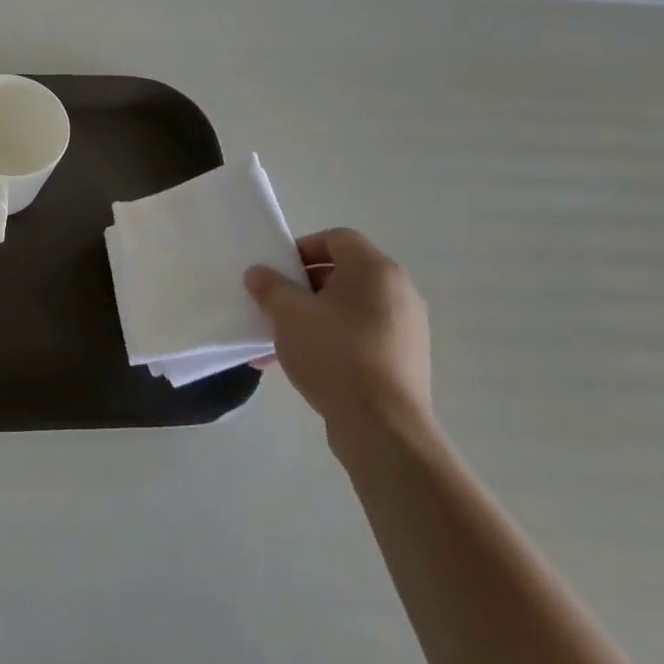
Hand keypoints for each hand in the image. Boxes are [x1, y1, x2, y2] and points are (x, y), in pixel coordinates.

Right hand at [245, 228, 432, 448]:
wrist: (383, 425)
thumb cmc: (335, 354)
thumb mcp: (289, 315)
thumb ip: (270, 287)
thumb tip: (259, 273)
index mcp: (375, 270)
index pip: (336, 238)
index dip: (301, 249)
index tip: (276, 273)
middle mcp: (398, 291)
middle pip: (341, 274)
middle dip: (301, 288)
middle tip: (273, 306)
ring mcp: (404, 327)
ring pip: (346, 309)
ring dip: (310, 318)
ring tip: (277, 342)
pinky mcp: (402, 359)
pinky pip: (358, 336)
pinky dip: (329, 341)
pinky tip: (299, 365)